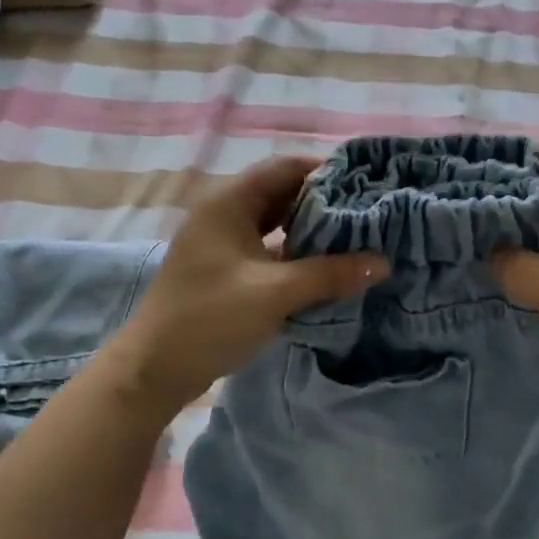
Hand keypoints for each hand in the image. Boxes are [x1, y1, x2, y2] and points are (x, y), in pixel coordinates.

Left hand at [106, 155, 388, 411]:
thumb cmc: (210, 318)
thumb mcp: (275, 293)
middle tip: (368, 212)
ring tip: (354, 237)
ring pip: (274, 222)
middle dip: (323, 201)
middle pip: (281, 192)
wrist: (154, 370)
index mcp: (228, 202)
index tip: (367, 184)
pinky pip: (266, 247)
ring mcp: (222, 242)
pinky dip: (293, 252)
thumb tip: (383, 261)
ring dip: (309, 228)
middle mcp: (223, 212)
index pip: (285, 167)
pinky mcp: (224, 269)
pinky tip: (324, 266)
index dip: (325, 171)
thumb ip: (330, 274)